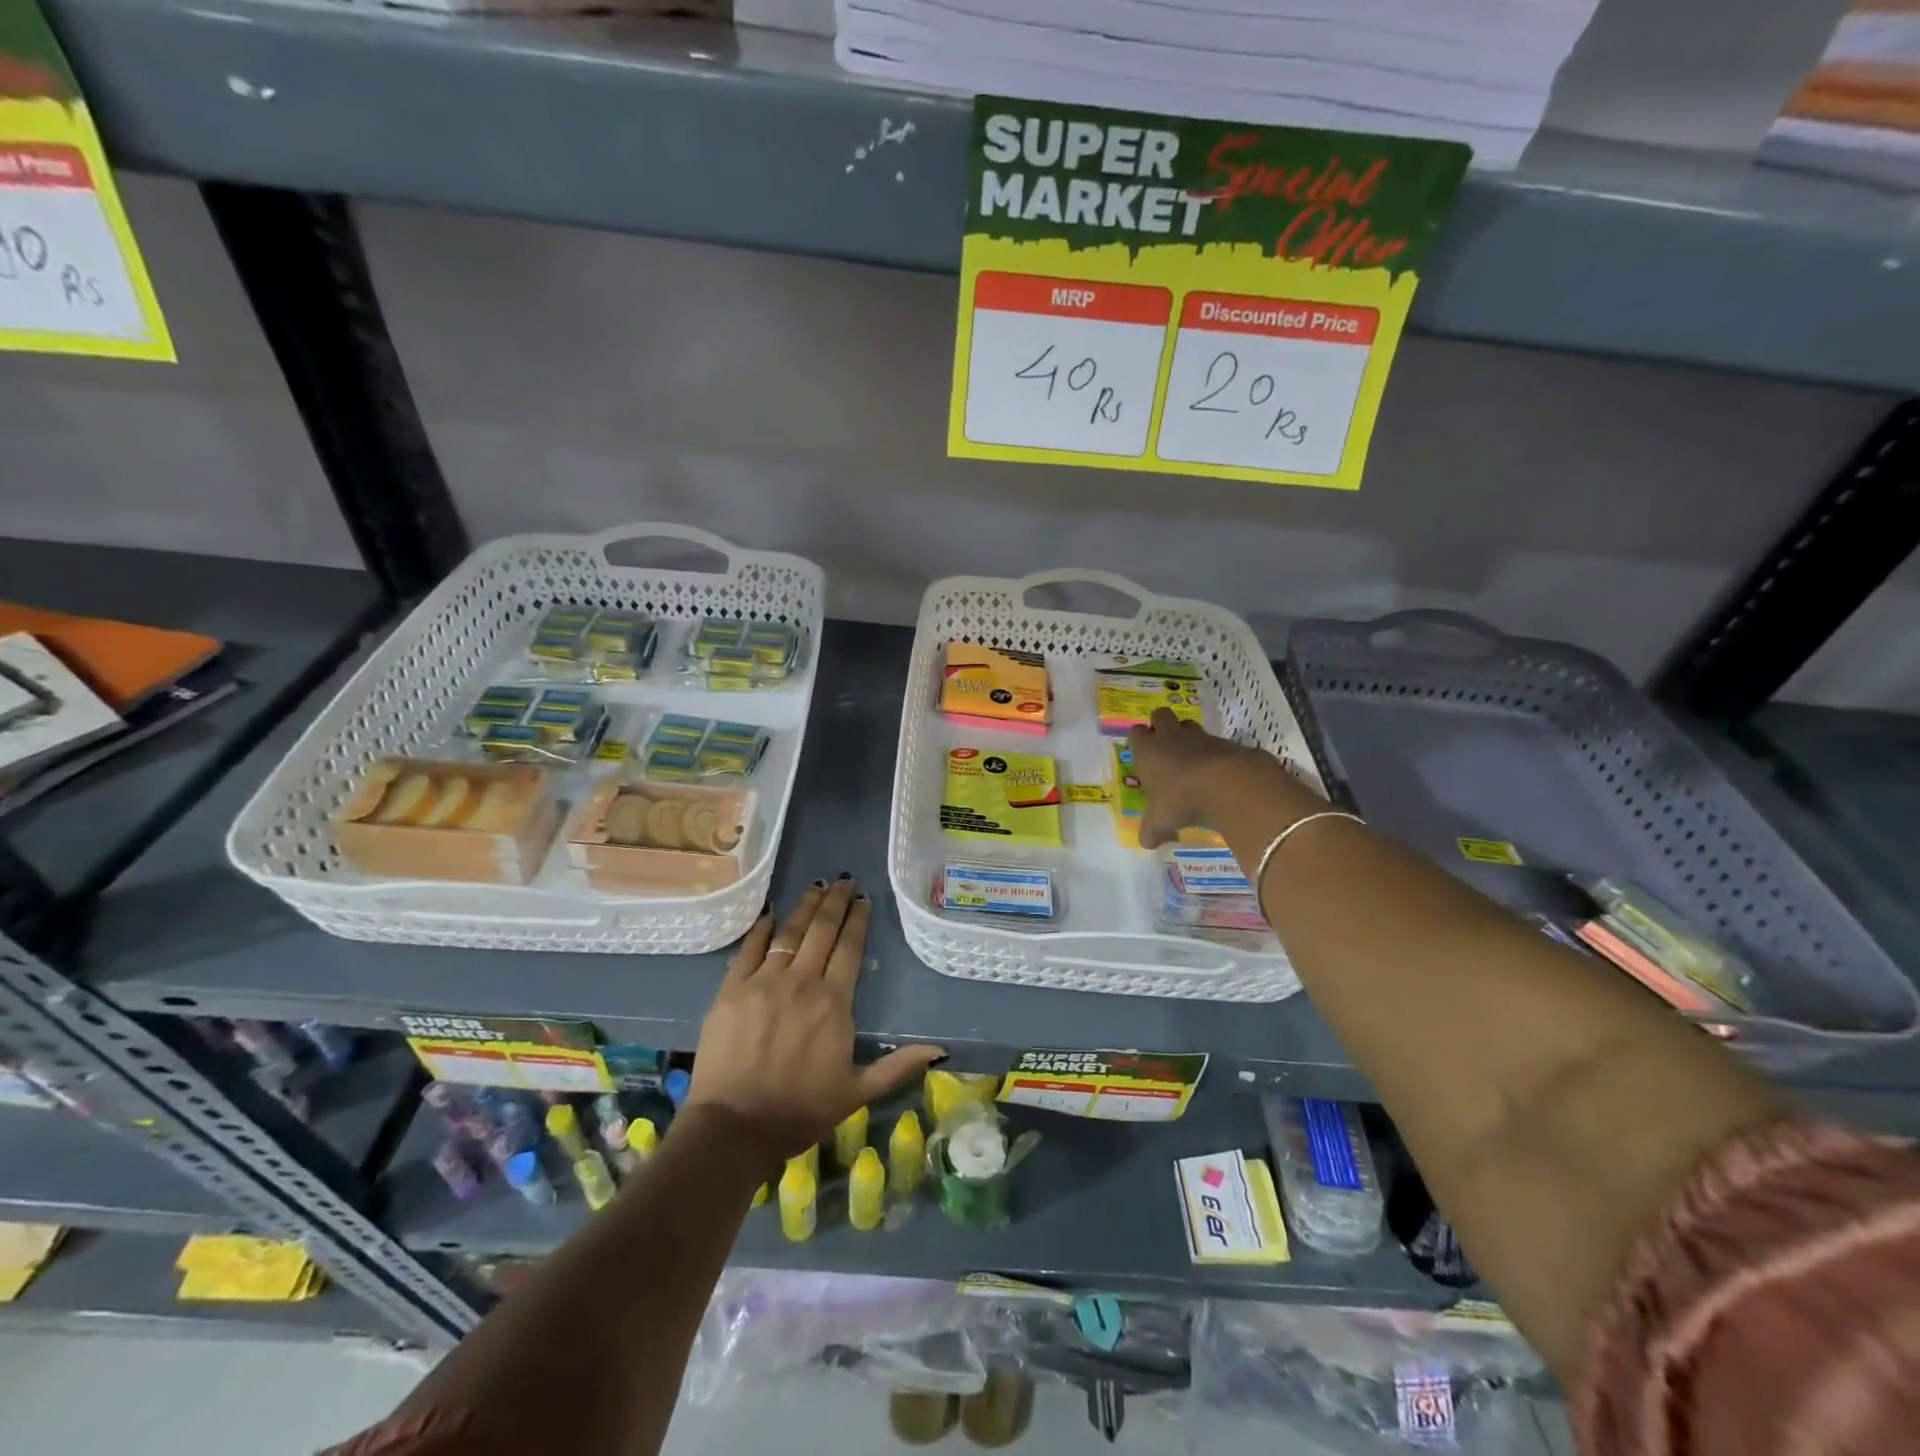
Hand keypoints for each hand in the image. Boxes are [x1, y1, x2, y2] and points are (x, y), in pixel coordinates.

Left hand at [686, 877, 944, 1161]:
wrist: (735, 1128)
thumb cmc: (800, 1111)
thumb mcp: (857, 1092)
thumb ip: (897, 1066)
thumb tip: (940, 1050)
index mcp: (833, 1003)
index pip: (849, 948)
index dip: (857, 920)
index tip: (863, 899)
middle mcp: (801, 982)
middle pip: (822, 931)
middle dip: (835, 902)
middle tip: (843, 880)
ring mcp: (763, 982)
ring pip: (789, 933)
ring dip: (805, 907)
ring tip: (816, 886)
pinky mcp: (731, 990)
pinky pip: (748, 949)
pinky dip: (761, 929)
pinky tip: (770, 913)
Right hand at [1125, 709, 1320, 847]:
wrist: (1230, 784)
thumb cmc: (1182, 798)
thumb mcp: (1160, 822)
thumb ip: (1151, 831)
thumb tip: (1147, 842)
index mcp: (1148, 751)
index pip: (1135, 733)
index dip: (1139, 741)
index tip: (1142, 755)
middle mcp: (1172, 737)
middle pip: (1161, 715)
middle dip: (1162, 725)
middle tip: (1165, 748)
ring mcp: (1202, 737)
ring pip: (1191, 726)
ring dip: (1190, 738)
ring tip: (1193, 761)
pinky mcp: (1229, 743)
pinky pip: (1219, 743)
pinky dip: (1217, 755)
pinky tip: (1220, 775)